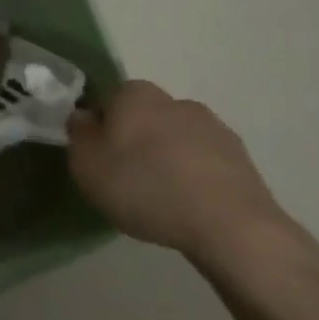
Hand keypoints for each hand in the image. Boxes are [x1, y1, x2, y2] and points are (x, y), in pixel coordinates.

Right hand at [67, 80, 291, 265]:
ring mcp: (212, 126)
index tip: (98, 160)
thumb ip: (78, 134)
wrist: (229, 225)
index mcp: (134, 94)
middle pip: (143, 118)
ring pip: (175, 139)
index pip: (107, 101)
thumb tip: (84, 117)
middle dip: (135, 142)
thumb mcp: (86, 165)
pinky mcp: (240, 157)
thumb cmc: (144, 187)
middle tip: (127, 180)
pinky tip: (189, 207)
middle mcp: (174, 100)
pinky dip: (194, 177)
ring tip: (161, 199)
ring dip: (167, 159)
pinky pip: (204, 162)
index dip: (99, 129)